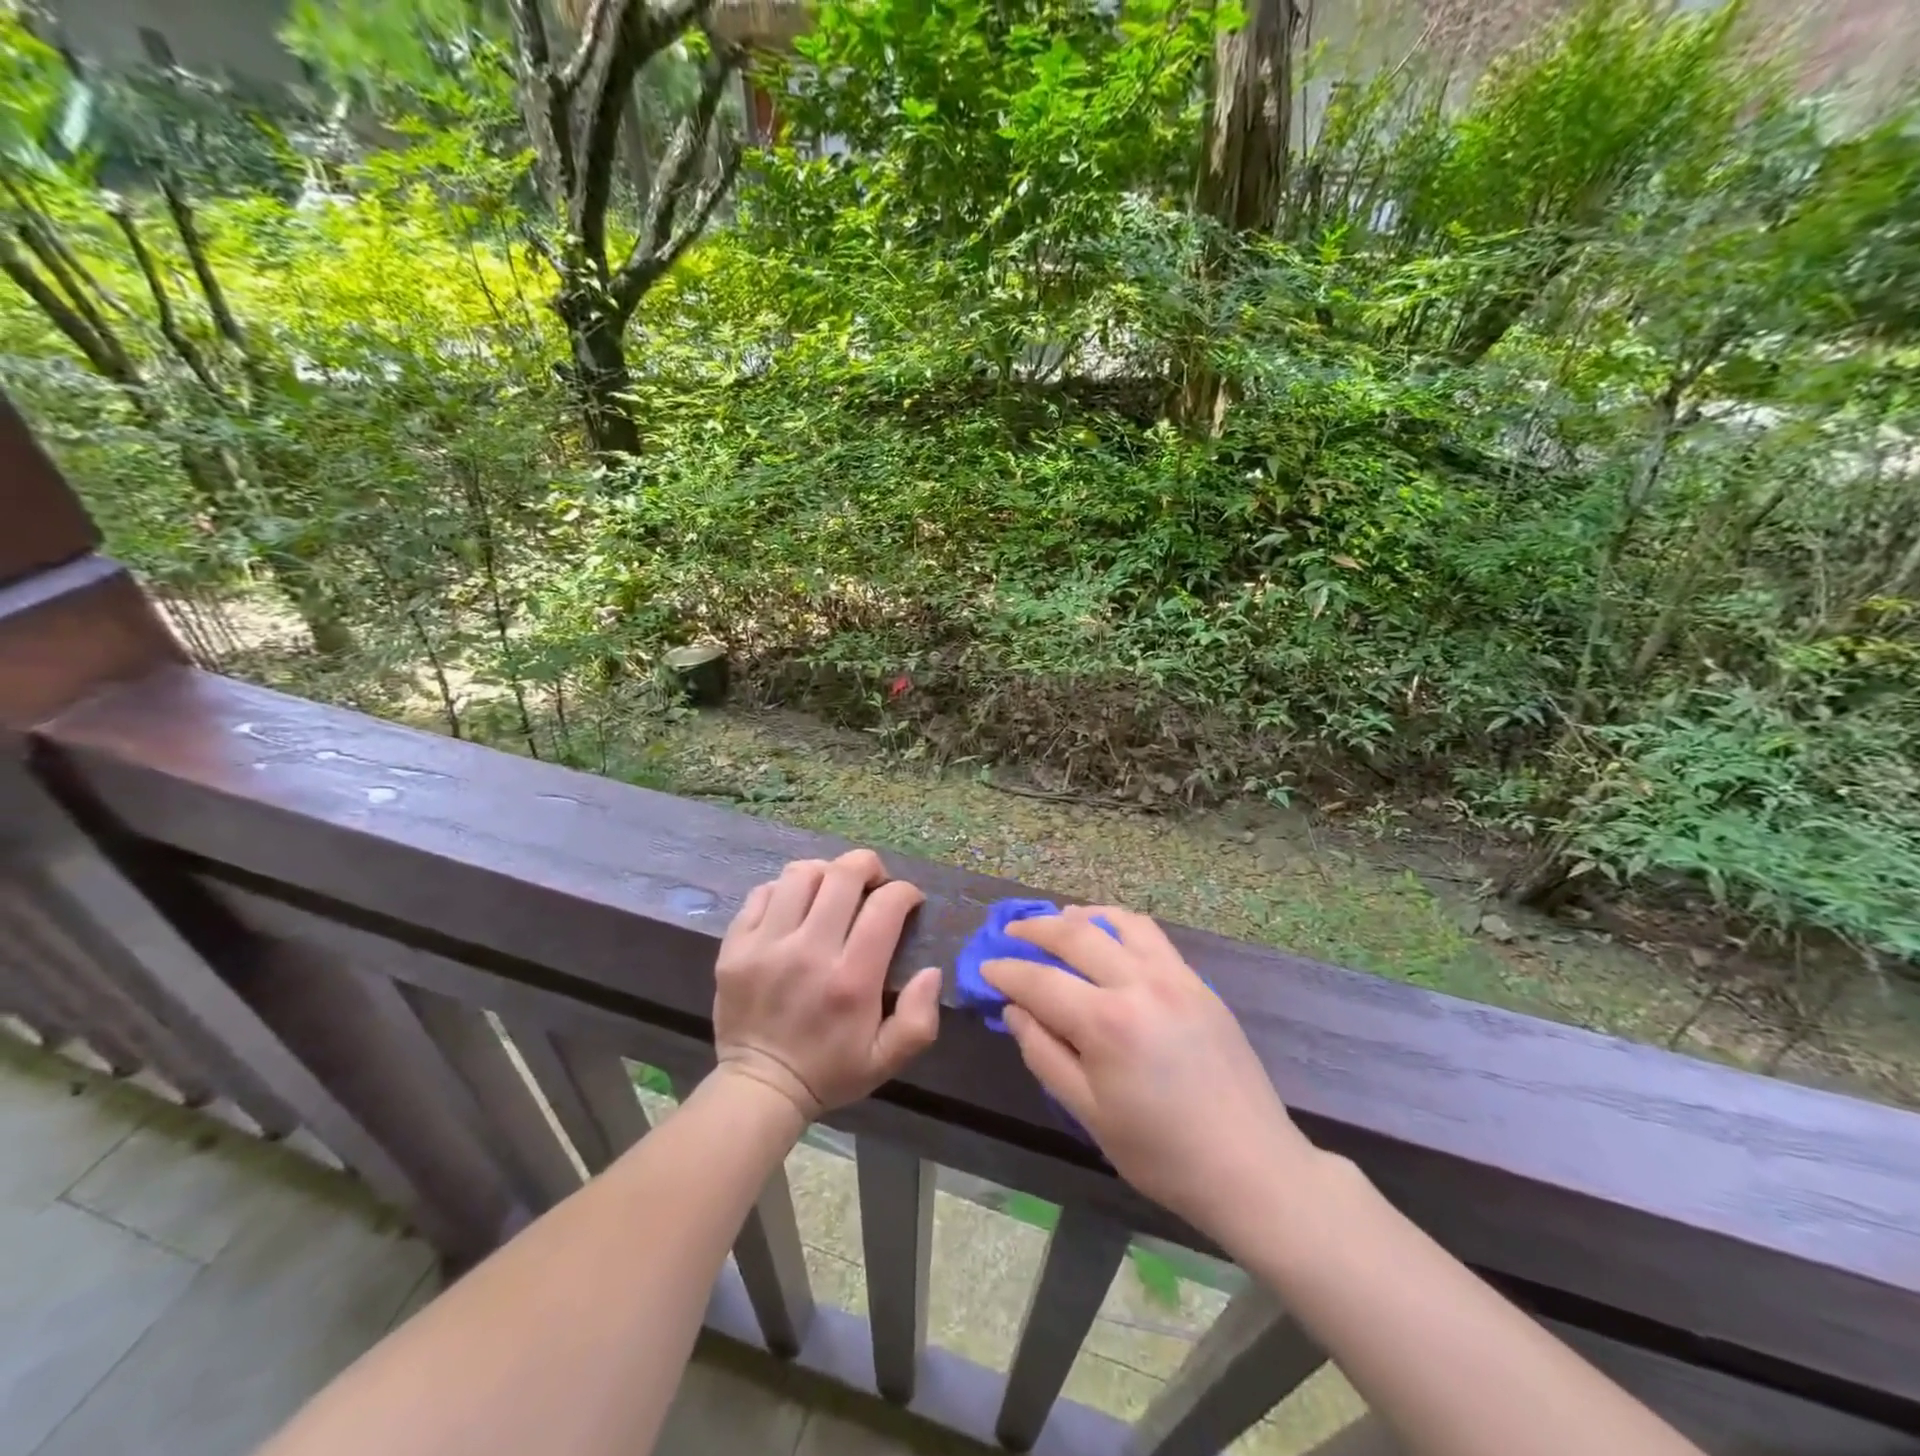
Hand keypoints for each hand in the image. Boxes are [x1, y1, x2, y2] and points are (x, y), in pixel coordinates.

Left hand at [712, 849, 941, 1121]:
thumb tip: (931, 971)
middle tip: (874, 881)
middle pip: (842, 875)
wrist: (759, 1088)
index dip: (905, 891)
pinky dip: (786, 890)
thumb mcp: (887, 1058)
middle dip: (868, 866)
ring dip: (826, 872)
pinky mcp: (735, 946)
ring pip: (801, 874)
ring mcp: (766, 945)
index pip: (885, 906)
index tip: (909, 901)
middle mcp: (808, 952)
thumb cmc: (830, 1071)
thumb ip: (919, 1018)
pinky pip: (763, 893)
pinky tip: (797, 906)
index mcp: (851, 980)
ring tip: (833, 889)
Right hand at [983, 906, 1314, 1244]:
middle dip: (1036, 930)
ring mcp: (1174, 976)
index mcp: (1106, 1023)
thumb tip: (1015, 1011)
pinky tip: (1109, 934)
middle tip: (1012, 933)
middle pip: (1075, 935)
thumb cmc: (1161, 1153)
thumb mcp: (1089, 1114)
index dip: (1007, 971)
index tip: (985, 967)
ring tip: (1059, 920)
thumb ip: (1045, 1055)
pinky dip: (1120, 924)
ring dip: (1080, 916)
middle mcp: (1138, 984)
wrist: (1251, 1167)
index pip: (1040, 981)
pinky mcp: (1198, 982)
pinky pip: (1151, 936)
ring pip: (1117, 923)